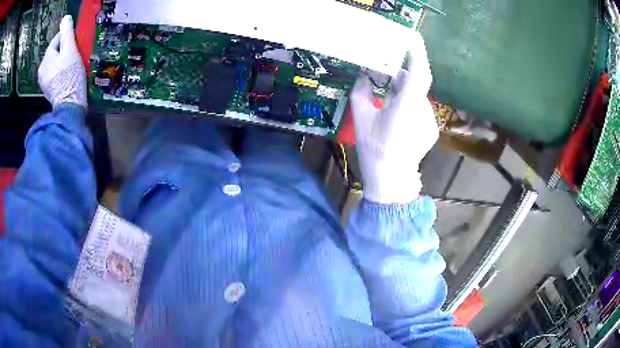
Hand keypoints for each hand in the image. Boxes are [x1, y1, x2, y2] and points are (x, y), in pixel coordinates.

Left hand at [38, 15, 86, 108]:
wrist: (69, 105)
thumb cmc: (69, 75)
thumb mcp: (70, 50)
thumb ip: (67, 32)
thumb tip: (65, 18)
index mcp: (46, 59)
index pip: (57, 38)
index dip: (68, 37)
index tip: (77, 41)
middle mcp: (41, 70)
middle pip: (56, 51)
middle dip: (65, 50)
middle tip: (75, 53)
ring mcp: (44, 82)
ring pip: (55, 63)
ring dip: (63, 61)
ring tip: (72, 65)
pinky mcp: (48, 91)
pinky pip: (55, 74)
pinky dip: (61, 72)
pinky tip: (67, 75)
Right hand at [350, 32, 437, 204]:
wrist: (391, 178)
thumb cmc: (374, 148)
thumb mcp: (360, 117)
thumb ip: (361, 91)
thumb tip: (363, 75)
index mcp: (406, 106)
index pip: (419, 73)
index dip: (417, 54)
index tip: (411, 37)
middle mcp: (423, 111)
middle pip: (417, 83)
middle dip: (402, 73)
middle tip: (386, 70)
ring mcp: (430, 121)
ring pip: (418, 96)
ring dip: (404, 91)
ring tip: (387, 97)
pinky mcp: (431, 129)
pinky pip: (419, 108)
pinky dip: (408, 104)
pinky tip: (396, 116)